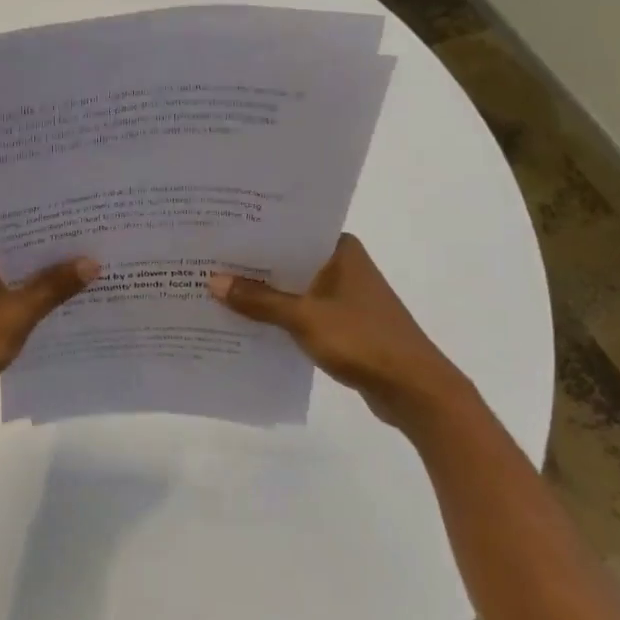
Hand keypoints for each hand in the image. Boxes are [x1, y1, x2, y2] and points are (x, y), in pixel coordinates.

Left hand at [0, 230, 97, 419]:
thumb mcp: (15, 316)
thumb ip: (53, 286)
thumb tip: (92, 262)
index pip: (18, 229)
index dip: (54, 234)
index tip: (90, 234)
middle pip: (15, 251)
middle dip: (52, 258)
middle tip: (98, 254)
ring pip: (11, 273)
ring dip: (41, 280)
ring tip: (89, 277)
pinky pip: (2, 292)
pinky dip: (25, 298)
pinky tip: (60, 305)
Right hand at [208, 234, 472, 428]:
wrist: (415, 390)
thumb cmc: (362, 340)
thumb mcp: (304, 318)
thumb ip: (258, 300)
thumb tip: (213, 281)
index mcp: (340, 250)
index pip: (289, 229)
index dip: (253, 232)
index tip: (216, 232)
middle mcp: (342, 265)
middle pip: (287, 259)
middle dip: (251, 265)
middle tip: (205, 260)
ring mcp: (344, 296)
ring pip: (293, 287)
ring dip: (263, 293)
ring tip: (216, 289)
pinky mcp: (342, 324)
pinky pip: (300, 311)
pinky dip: (277, 315)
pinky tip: (245, 321)